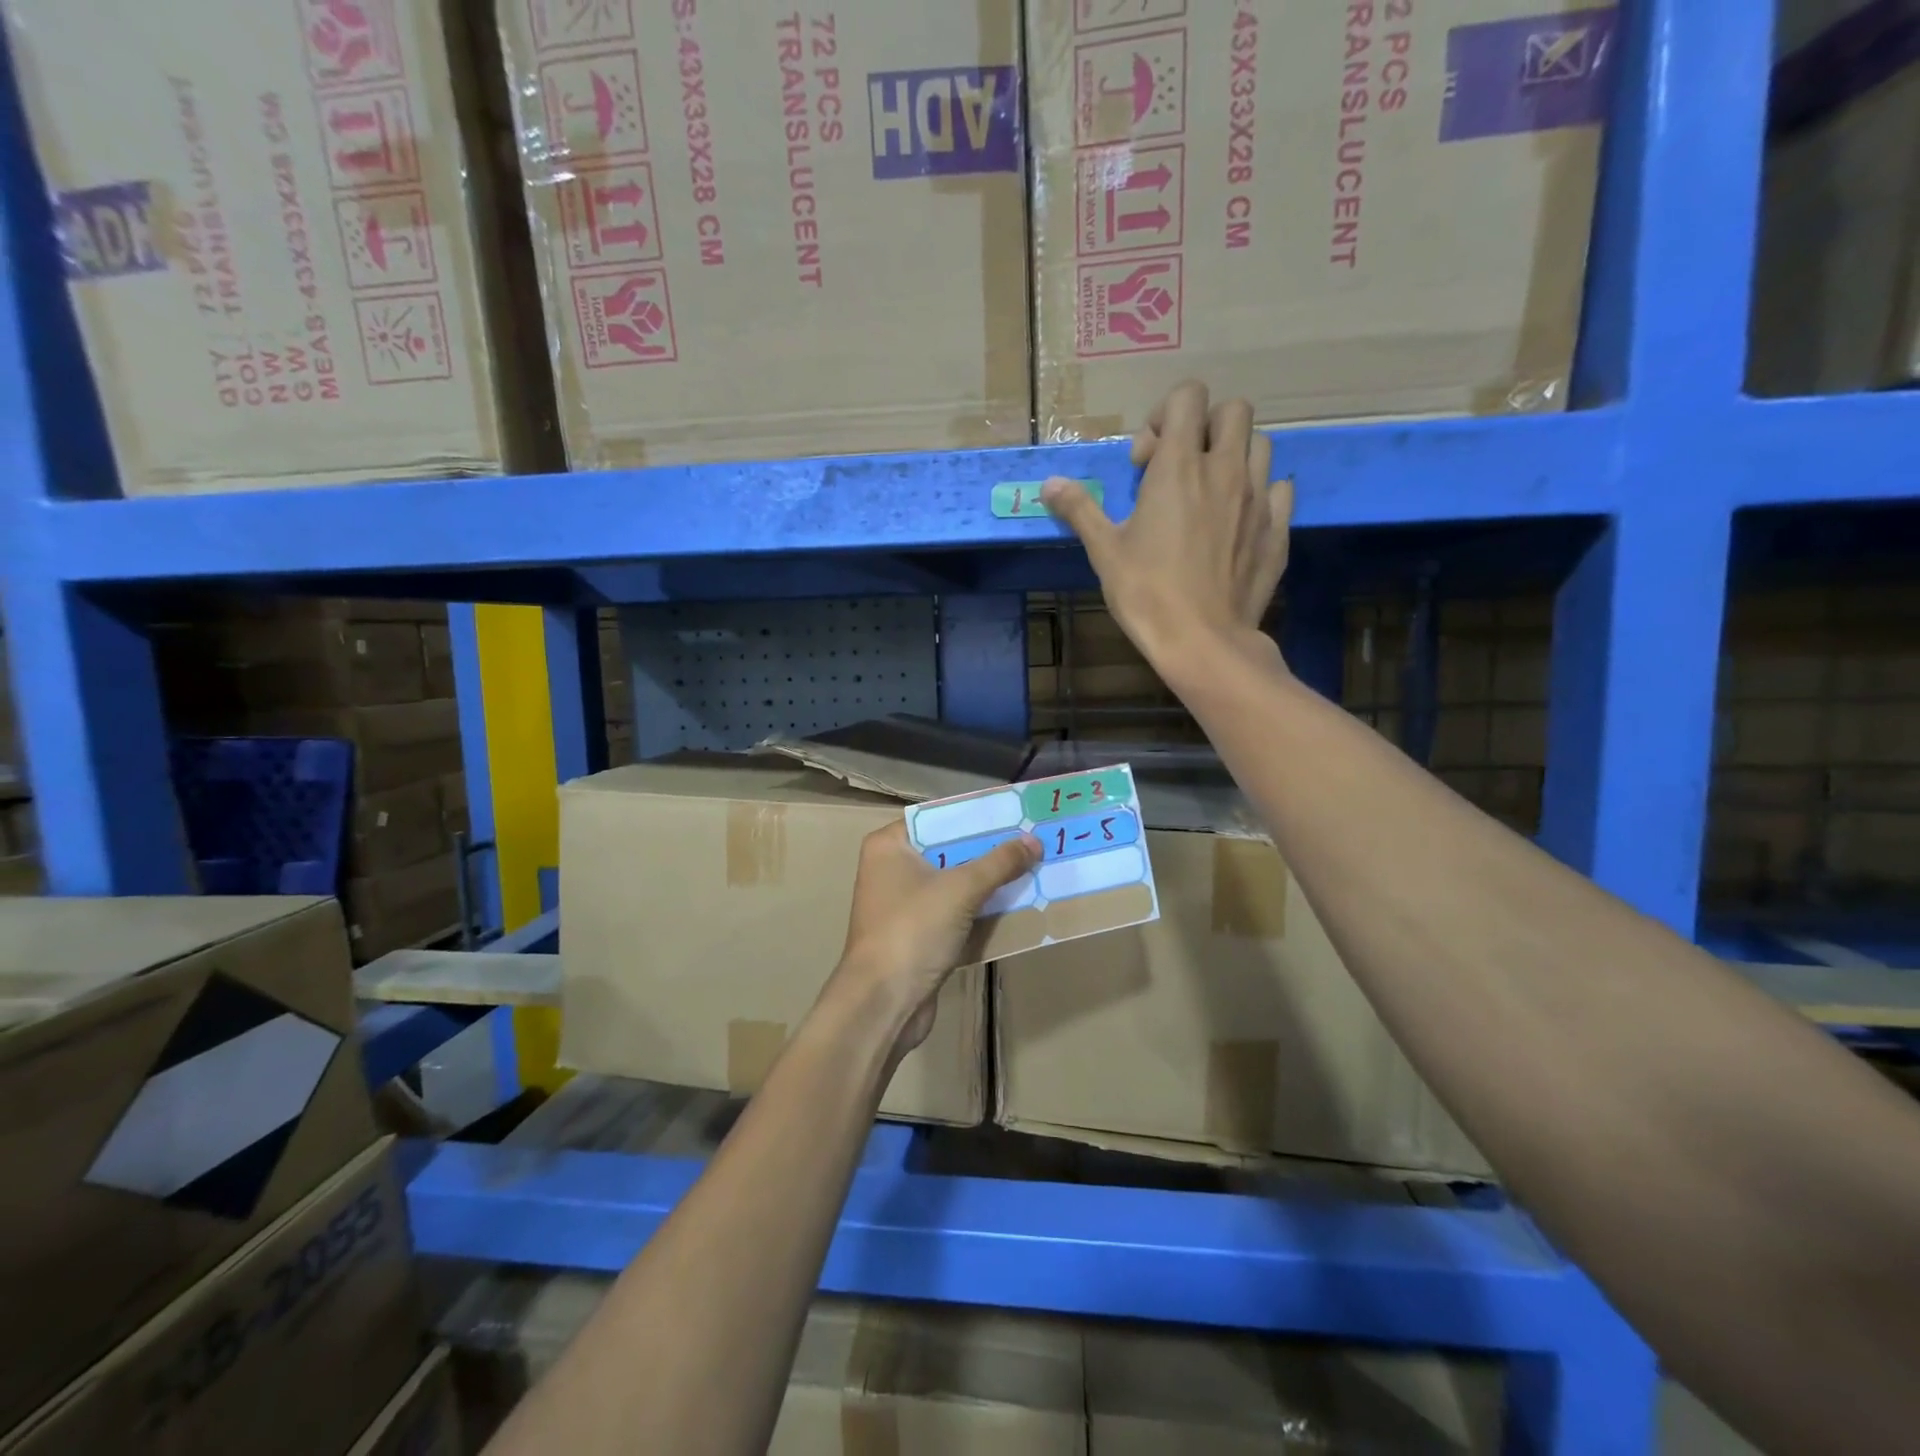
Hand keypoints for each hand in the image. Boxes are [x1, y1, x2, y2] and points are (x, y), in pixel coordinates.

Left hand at [828, 822, 1039, 1054]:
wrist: (883, 1003)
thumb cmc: (913, 930)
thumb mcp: (961, 889)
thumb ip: (999, 862)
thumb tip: (1034, 841)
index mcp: (889, 846)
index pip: (937, 818)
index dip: (976, 817)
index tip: (1014, 814)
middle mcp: (891, 869)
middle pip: (948, 850)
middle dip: (988, 850)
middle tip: (1031, 841)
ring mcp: (902, 904)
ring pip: (953, 883)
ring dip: (988, 882)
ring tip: (1031, 869)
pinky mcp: (915, 934)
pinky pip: (953, 912)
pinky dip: (979, 910)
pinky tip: (1015, 905)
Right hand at [1041, 380, 1292, 667]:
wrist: (1202, 641)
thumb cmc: (1146, 592)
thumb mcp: (1104, 550)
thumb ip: (1080, 509)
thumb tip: (1049, 485)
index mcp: (1180, 467)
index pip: (1188, 396)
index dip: (1162, 417)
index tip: (1144, 462)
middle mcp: (1226, 470)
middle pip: (1233, 410)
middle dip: (1205, 426)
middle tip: (1179, 469)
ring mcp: (1259, 498)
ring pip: (1260, 444)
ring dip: (1233, 455)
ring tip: (1208, 493)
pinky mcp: (1278, 530)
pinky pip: (1279, 489)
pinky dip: (1261, 492)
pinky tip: (1239, 519)